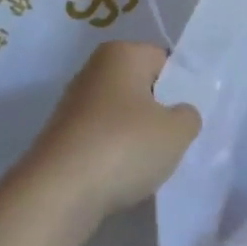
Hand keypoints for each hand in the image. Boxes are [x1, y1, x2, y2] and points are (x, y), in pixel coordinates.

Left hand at [21, 41, 200, 240]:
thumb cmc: (125, 146)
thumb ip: (188, 116)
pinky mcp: (61, 137)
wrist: (58, 193)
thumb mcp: (177, 131)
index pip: (164, 60)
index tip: (188, 116)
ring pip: (120, 115)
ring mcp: (73, 104)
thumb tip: (180, 114)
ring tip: (150, 163)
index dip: (180, 87)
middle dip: (157, 110)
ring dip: (135, 135)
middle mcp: (93, 70)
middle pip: (140, 86)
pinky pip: (101, 138)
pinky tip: (123, 176)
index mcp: (122, 53)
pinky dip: (113, 154)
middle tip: (175, 139)